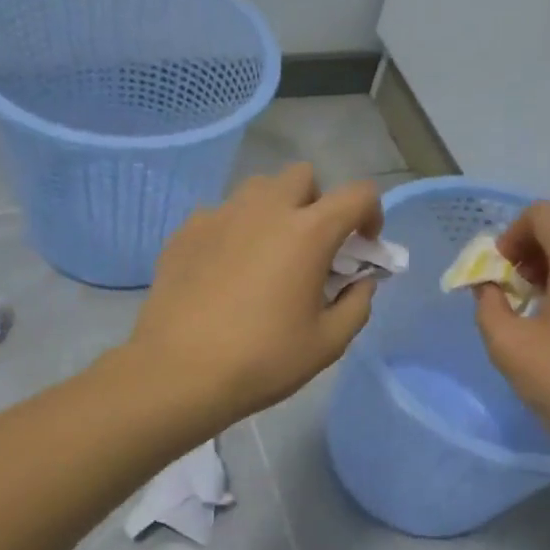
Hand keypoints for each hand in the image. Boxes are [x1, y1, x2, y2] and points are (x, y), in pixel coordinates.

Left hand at [129, 164, 383, 425]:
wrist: (179, 372)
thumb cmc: (263, 360)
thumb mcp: (328, 343)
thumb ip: (357, 305)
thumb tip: (360, 282)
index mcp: (308, 232)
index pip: (358, 194)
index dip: (371, 214)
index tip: (362, 247)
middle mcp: (264, 209)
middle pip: (303, 176)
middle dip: (318, 203)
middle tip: (312, 248)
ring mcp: (219, 215)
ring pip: (258, 190)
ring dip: (274, 211)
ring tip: (267, 256)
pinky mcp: (186, 231)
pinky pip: (221, 215)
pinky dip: (235, 232)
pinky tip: (226, 272)